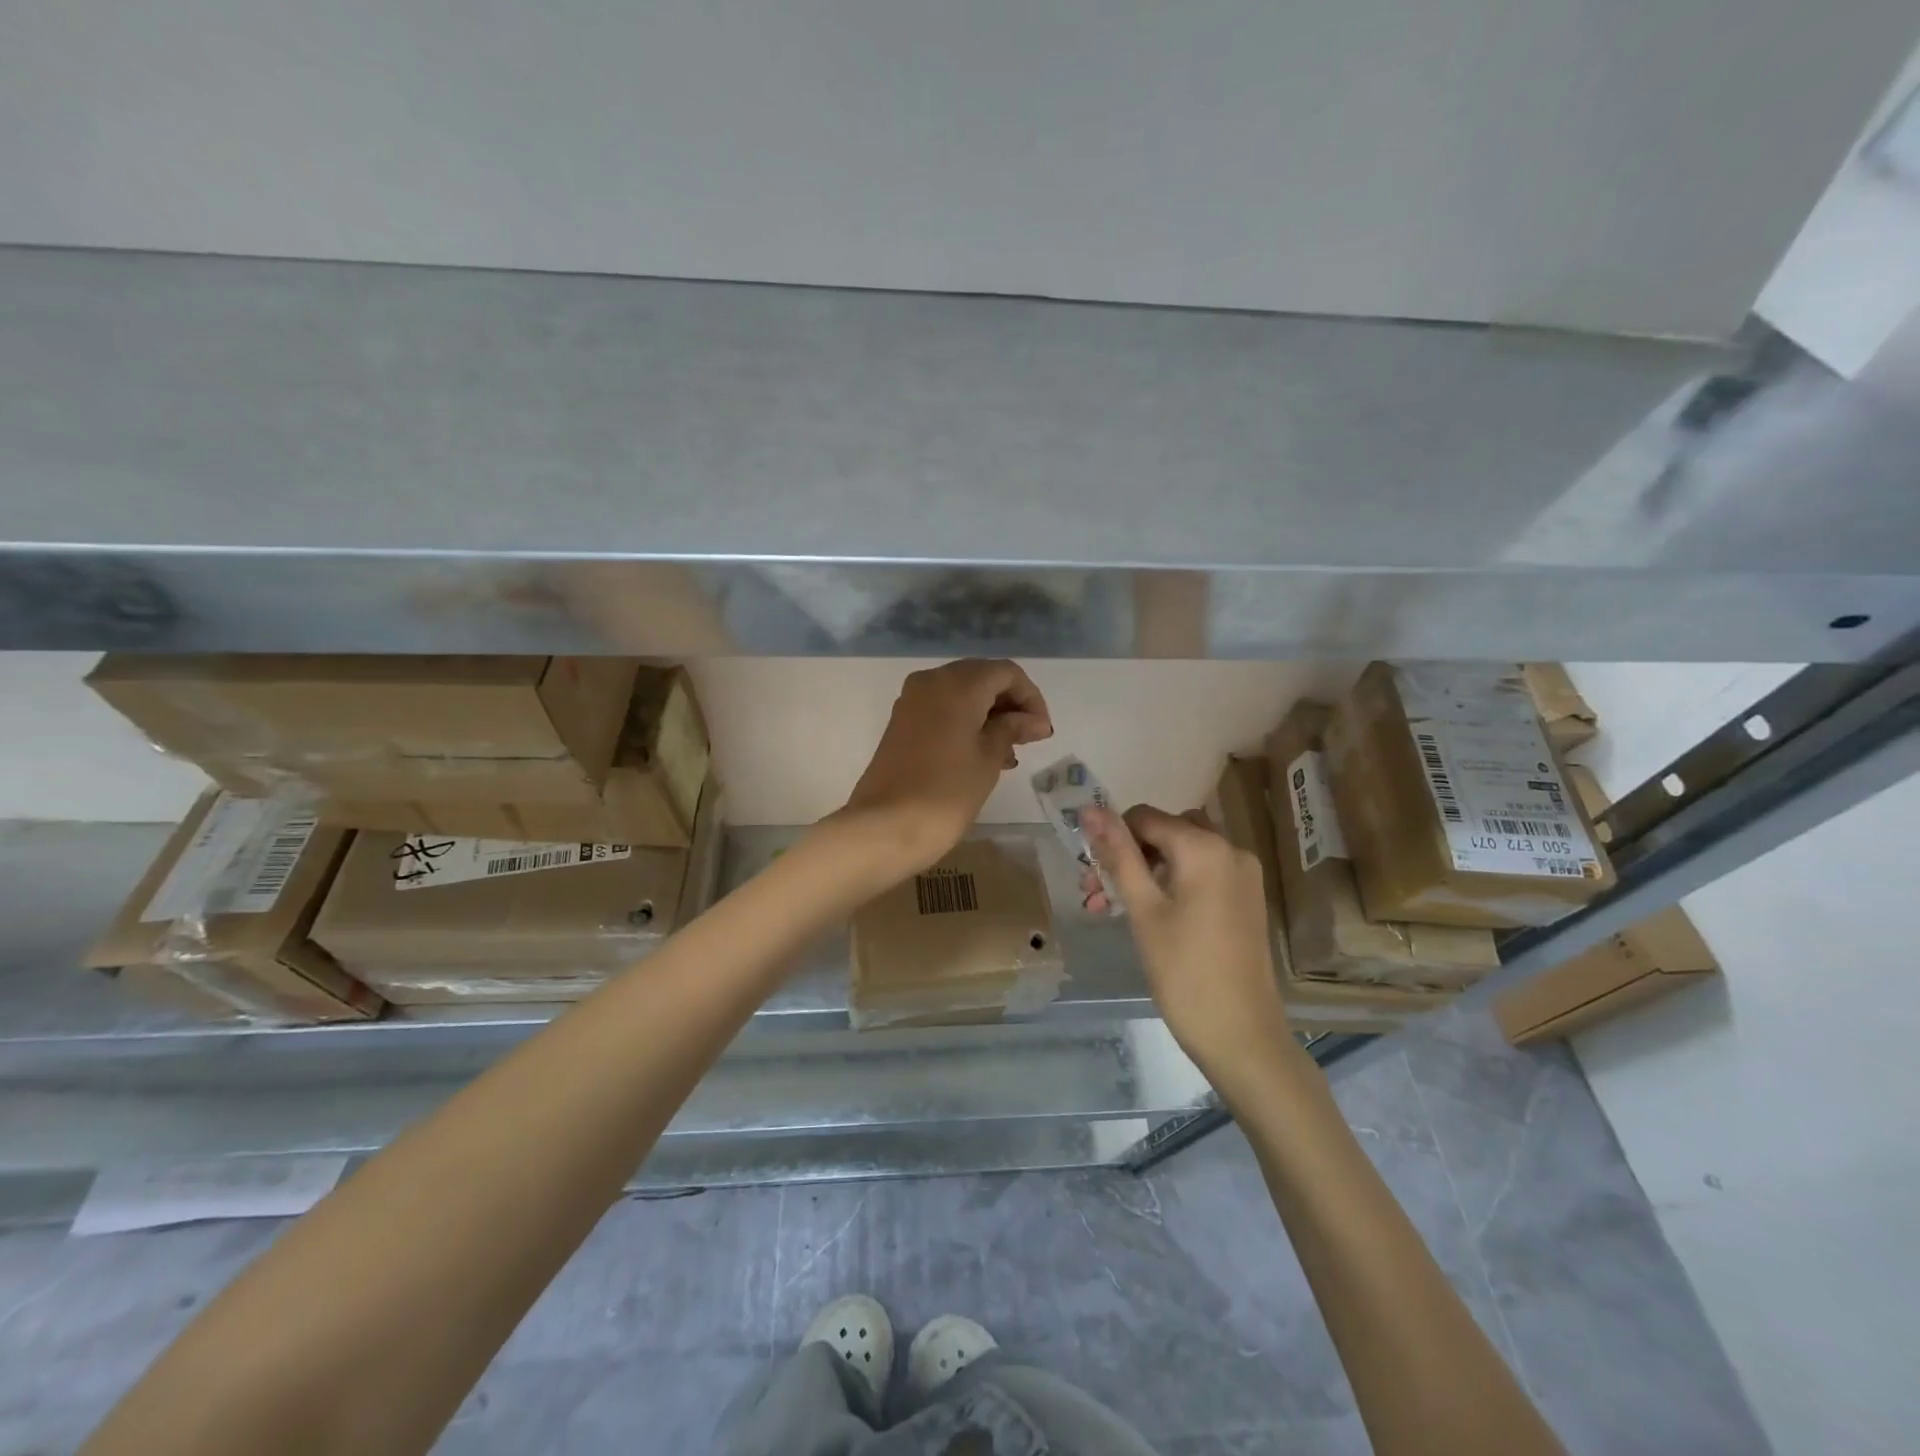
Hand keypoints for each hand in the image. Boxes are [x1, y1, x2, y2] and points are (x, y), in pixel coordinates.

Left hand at [832, 659, 1052, 881]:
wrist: (885, 826)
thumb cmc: (947, 791)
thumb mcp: (989, 758)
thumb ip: (1012, 729)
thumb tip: (1034, 721)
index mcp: (957, 683)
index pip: (1006, 673)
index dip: (1030, 697)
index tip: (1042, 731)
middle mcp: (932, 681)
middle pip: (982, 678)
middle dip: (1009, 704)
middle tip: (1029, 739)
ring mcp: (912, 701)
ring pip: (961, 694)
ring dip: (989, 715)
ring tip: (1009, 754)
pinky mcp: (901, 723)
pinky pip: (942, 710)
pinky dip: (966, 723)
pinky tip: (982, 755)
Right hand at [1082, 804, 1293, 1081]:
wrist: (1242, 1036)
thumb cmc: (1184, 972)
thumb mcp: (1143, 910)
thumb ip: (1118, 855)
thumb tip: (1090, 810)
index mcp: (1205, 847)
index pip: (1144, 817)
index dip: (1112, 836)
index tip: (1089, 872)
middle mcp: (1230, 848)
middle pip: (1165, 832)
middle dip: (1127, 855)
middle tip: (1096, 892)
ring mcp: (1243, 874)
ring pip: (1182, 853)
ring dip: (1145, 870)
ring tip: (1112, 908)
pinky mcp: (1245, 898)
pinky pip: (1201, 873)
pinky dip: (1172, 883)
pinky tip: (1148, 914)